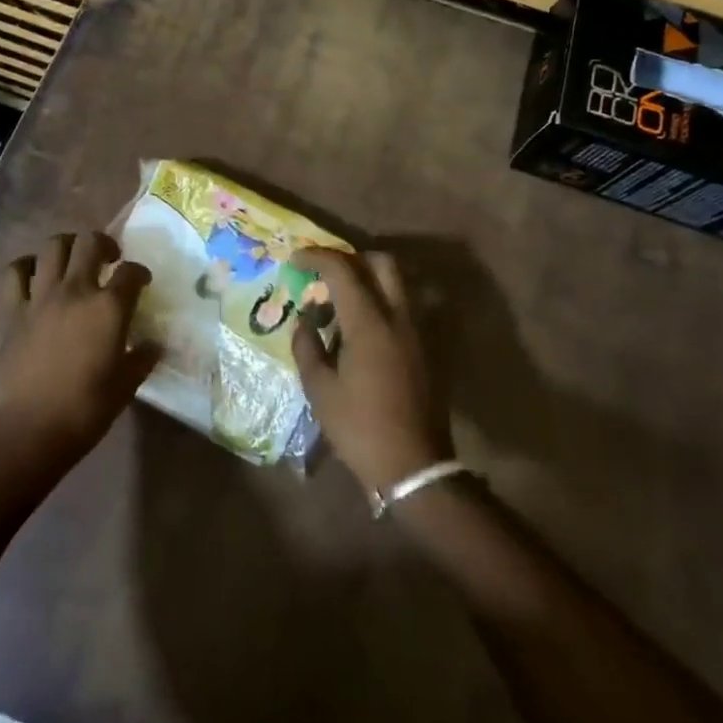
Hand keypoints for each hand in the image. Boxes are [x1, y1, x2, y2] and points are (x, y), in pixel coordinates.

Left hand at [0, 232, 157, 467]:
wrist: (30, 428)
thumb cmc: (85, 409)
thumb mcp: (126, 385)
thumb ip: (142, 358)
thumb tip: (153, 345)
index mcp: (108, 307)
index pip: (131, 272)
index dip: (140, 273)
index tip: (142, 282)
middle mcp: (76, 290)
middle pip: (90, 242)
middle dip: (104, 243)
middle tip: (110, 258)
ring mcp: (41, 296)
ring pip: (53, 246)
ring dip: (68, 245)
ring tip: (74, 259)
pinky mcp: (13, 310)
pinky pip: (15, 273)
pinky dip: (26, 266)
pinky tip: (35, 274)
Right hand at [291, 248, 453, 491]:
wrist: (414, 466)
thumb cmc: (359, 428)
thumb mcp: (319, 389)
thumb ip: (307, 345)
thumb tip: (306, 319)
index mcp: (369, 323)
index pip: (342, 269)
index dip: (316, 256)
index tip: (296, 259)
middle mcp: (398, 317)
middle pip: (382, 262)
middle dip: (351, 258)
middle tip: (326, 275)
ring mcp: (418, 331)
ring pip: (398, 283)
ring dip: (369, 280)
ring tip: (342, 304)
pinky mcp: (427, 348)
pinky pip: (404, 307)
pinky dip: (382, 303)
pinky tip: (362, 330)